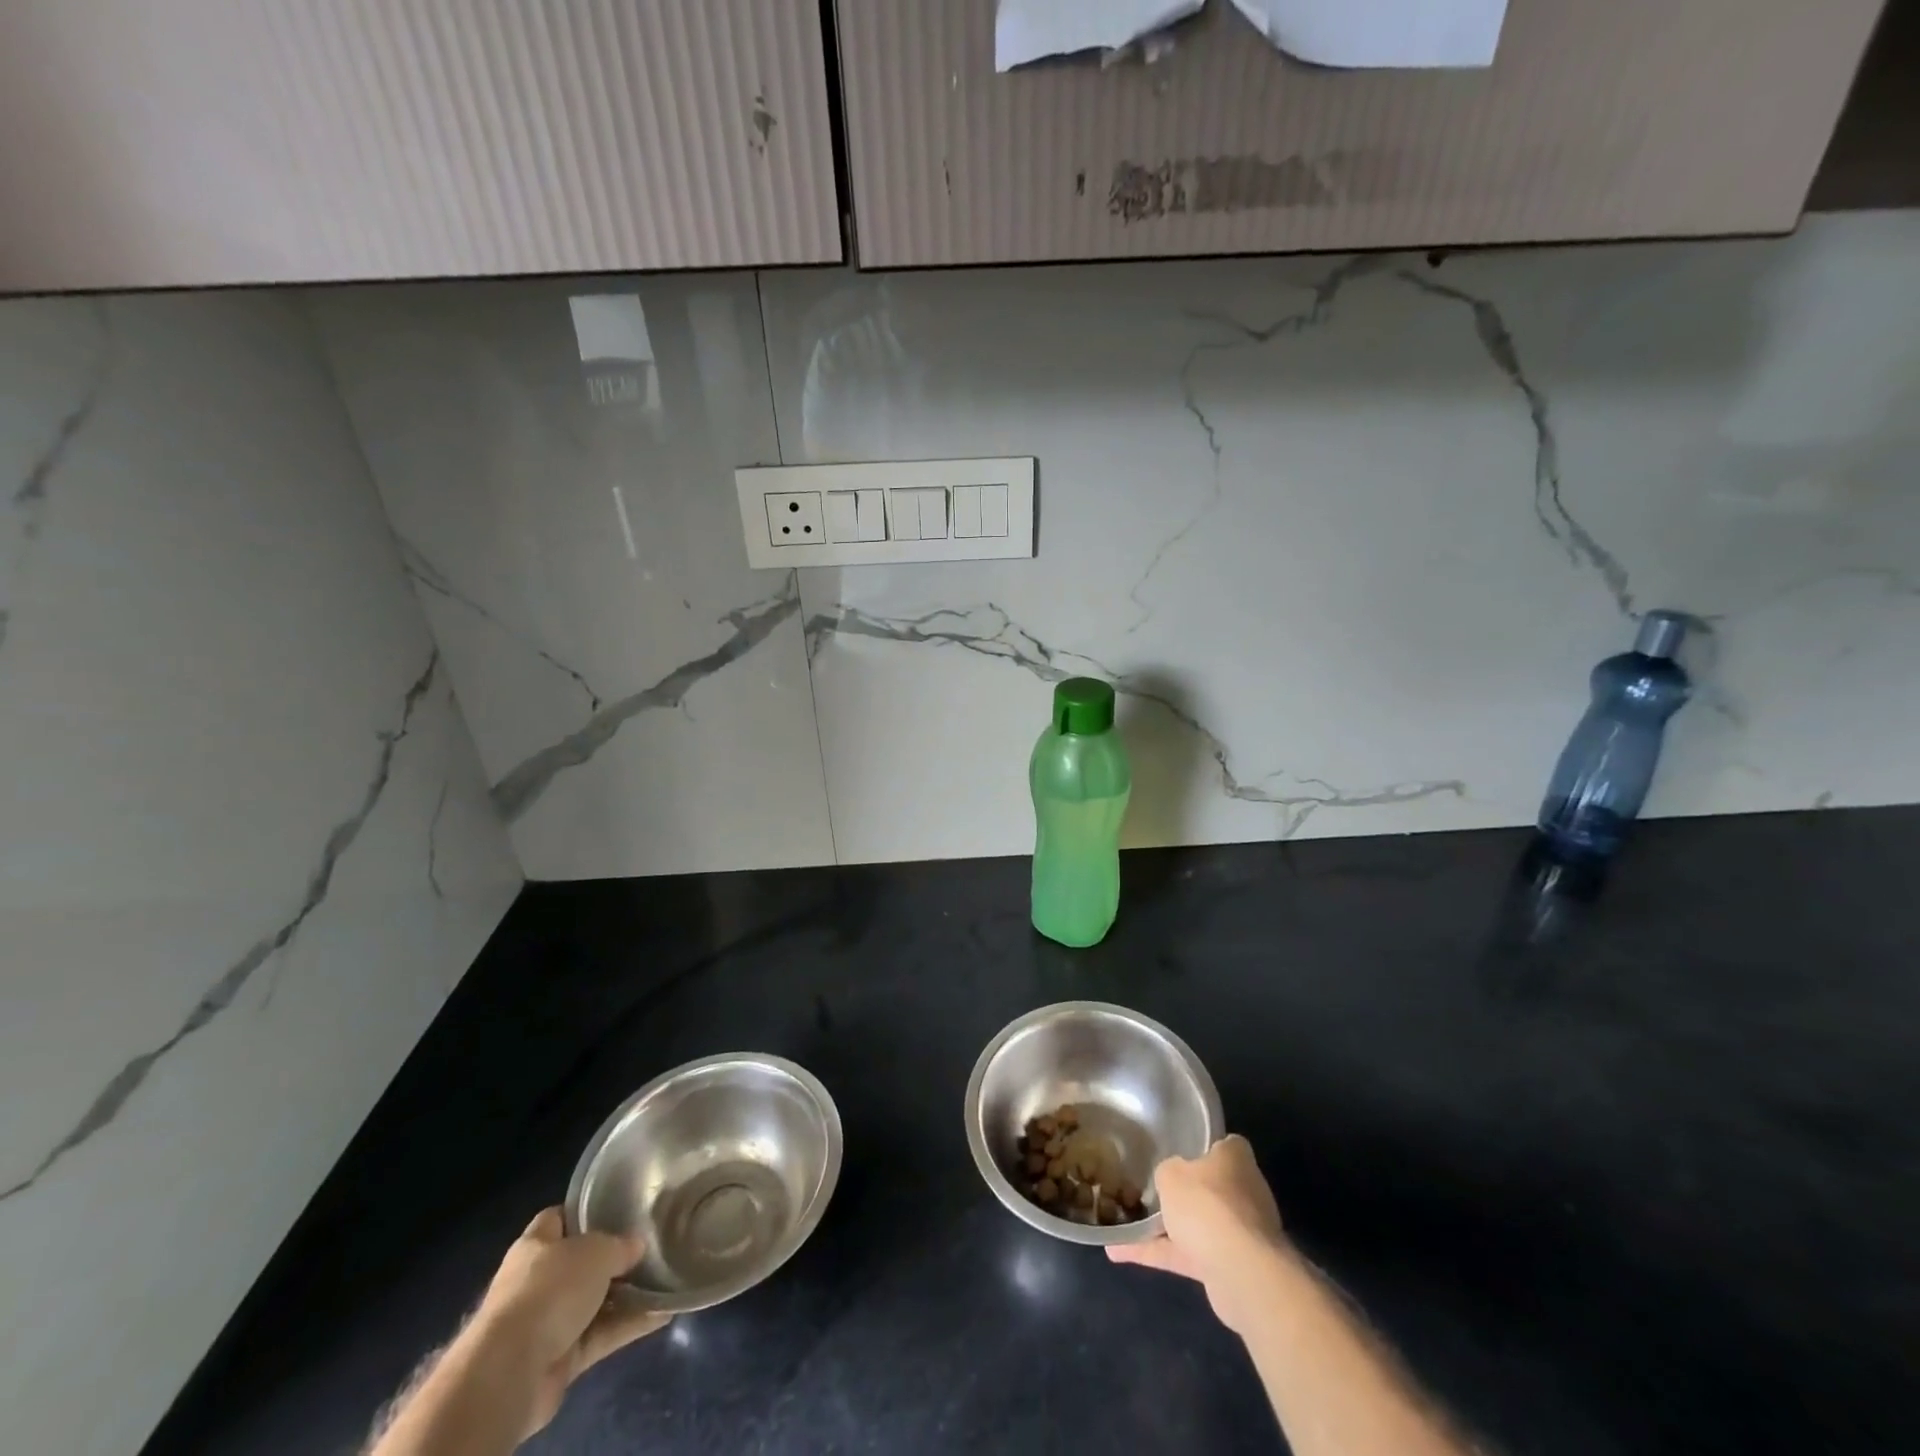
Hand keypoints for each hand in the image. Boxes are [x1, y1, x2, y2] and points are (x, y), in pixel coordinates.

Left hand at [463, 1208, 670, 1440]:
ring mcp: (547, 1322)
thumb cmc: (550, 1289)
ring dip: (627, 1296)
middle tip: (650, 1246)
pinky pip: (600, 1335)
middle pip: (580, 1263)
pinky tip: (662, 1314)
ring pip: (594, 1302)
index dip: (585, 1212)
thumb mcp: (597, 1251)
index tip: (618, 1207)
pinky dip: (628, 1326)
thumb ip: (620, 1245)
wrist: (512, 1370)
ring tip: (665, 1280)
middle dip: (613, 1258)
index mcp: (536, 1246)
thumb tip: (638, 1246)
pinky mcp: (559, 1359)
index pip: (559, 1218)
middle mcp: (537, 1281)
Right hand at [1107, 1134, 1291, 1334]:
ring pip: (1196, 1224)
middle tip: (1149, 1186)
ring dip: (1162, 1228)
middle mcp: (1243, 1193)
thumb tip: (1171, 1178)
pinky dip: (1155, 1254)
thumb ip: (1168, 1171)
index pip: (1223, 1145)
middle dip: (1183, 1191)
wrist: (1239, 1272)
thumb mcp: (1171, 1173)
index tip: (1177, 1149)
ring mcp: (1238, 1233)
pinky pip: (1185, 1254)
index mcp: (1236, 1160)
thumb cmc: (1207, 1204)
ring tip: (1123, 1222)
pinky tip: (1119, 1252)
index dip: (1202, 1146)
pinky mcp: (1227, 1267)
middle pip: (1209, 1186)